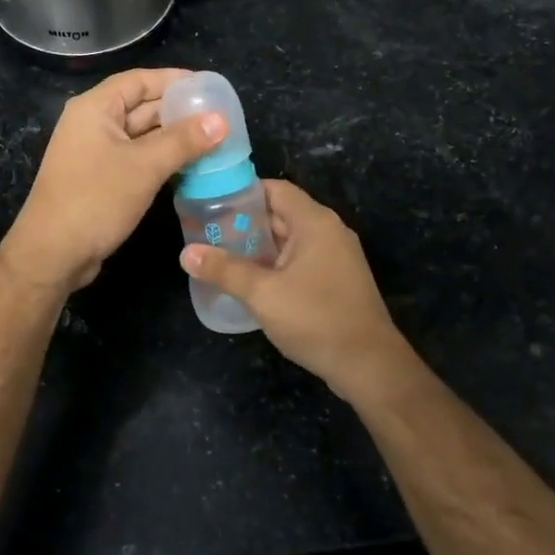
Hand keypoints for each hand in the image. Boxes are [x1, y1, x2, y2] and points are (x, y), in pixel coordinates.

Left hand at [0, 69, 226, 292]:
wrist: (53, 254)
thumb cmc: (95, 199)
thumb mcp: (145, 166)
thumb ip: (184, 140)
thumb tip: (222, 120)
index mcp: (95, 108)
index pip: (139, 80)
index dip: (175, 80)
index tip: (210, 87)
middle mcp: (93, 123)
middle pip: (141, 106)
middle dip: (179, 111)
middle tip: (220, 118)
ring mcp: (95, 152)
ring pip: (142, 136)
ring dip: (174, 138)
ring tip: (214, 141)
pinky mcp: (101, 178)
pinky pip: (137, 159)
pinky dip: (162, 160)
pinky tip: (191, 167)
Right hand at [180, 180, 420, 405]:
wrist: (368, 365)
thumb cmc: (315, 319)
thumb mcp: (262, 294)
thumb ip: (223, 270)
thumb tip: (185, 253)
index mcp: (314, 222)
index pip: (275, 189)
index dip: (242, 192)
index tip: (211, 202)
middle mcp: (329, 231)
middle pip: (281, 213)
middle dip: (245, 221)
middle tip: (208, 232)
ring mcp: (336, 256)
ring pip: (290, 239)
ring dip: (259, 245)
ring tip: (222, 255)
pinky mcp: (338, 279)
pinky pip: (301, 259)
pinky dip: (276, 263)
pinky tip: (252, 280)